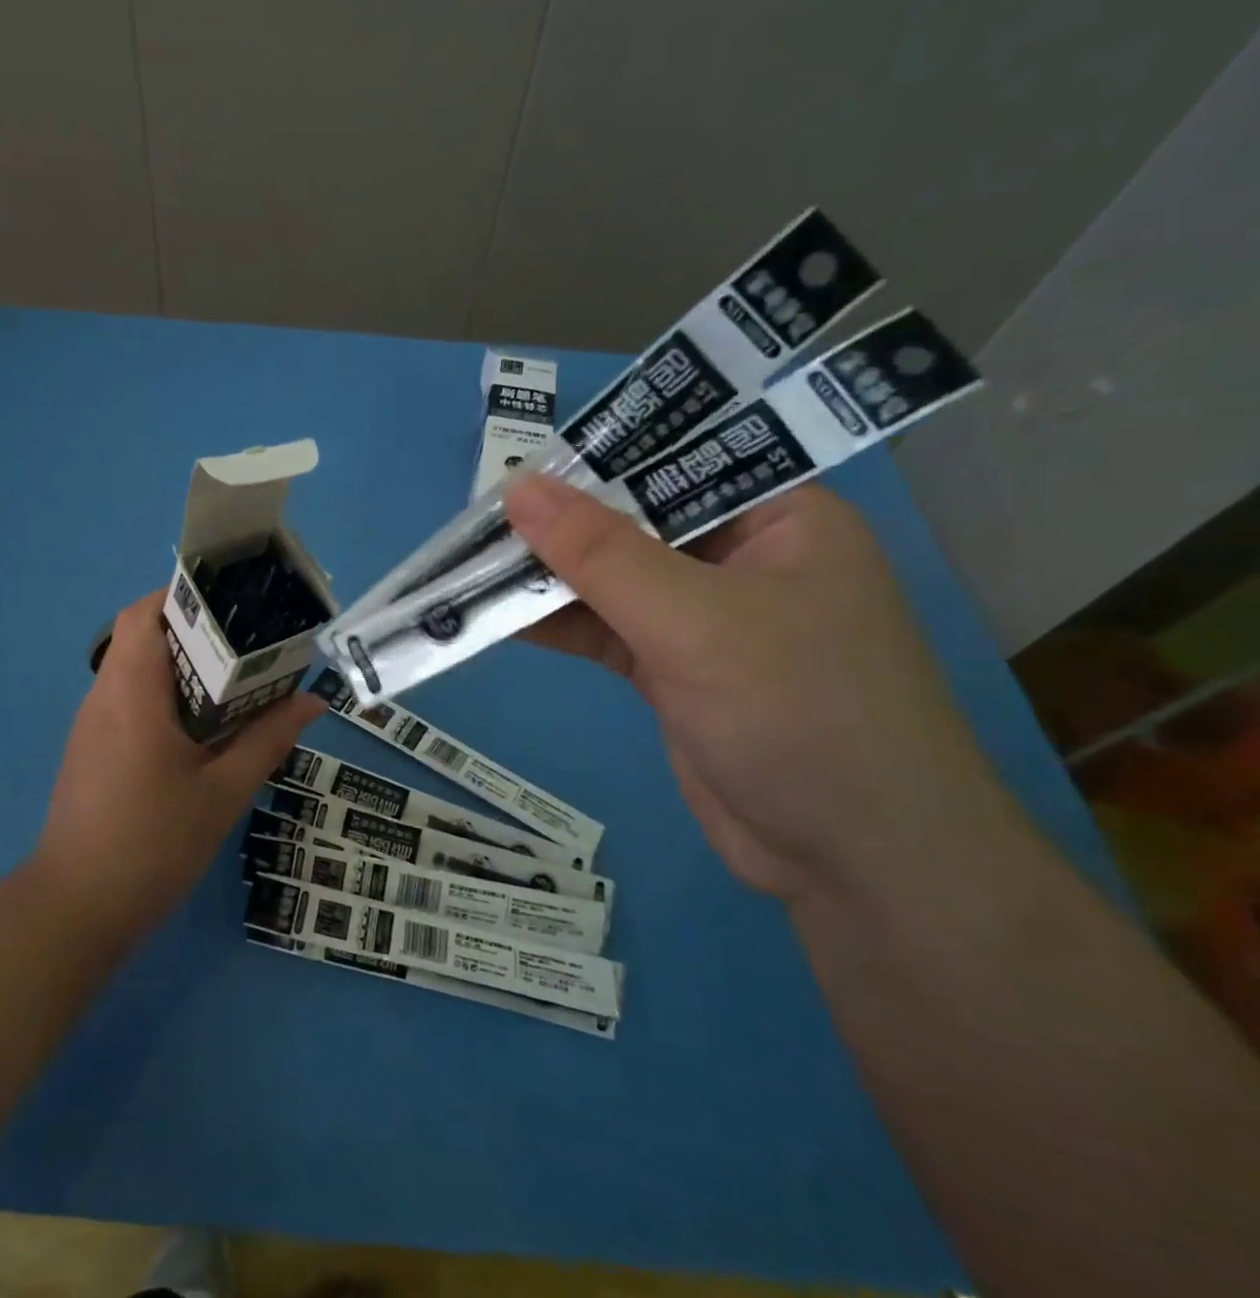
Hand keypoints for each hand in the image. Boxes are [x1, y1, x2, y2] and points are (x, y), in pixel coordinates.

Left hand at [33, 588, 323, 941]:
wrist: (76, 910)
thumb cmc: (152, 845)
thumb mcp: (223, 792)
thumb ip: (268, 739)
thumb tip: (313, 701)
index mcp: (131, 693)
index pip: (143, 614)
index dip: (183, 597)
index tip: (232, 604)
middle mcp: (104, 697)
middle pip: (141, 636)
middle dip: (194, 630)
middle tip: (248, 643)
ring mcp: (92, 725)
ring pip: (134, 669)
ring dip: (180, 665)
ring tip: (235, 679)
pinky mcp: (91, 750)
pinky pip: (129, 700)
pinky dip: (165, 695)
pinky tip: (202, 725)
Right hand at [506, 475, 1008, 902]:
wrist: (856, 864)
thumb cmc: (799, 712)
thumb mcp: (693, 620)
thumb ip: (600, 553)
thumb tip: (518, 487)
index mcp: (778, 519)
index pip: (675, 464)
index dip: (597, 459)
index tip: (518, 464)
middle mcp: (741, 559)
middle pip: (632, 523)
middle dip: (558, 526)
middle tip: (476, 521)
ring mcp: (705, 619)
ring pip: (611, 581)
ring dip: (545, 580)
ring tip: (468, 567)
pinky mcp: (674, 671)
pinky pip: (604, 631)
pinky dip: (555, 625)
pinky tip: (496, 617)